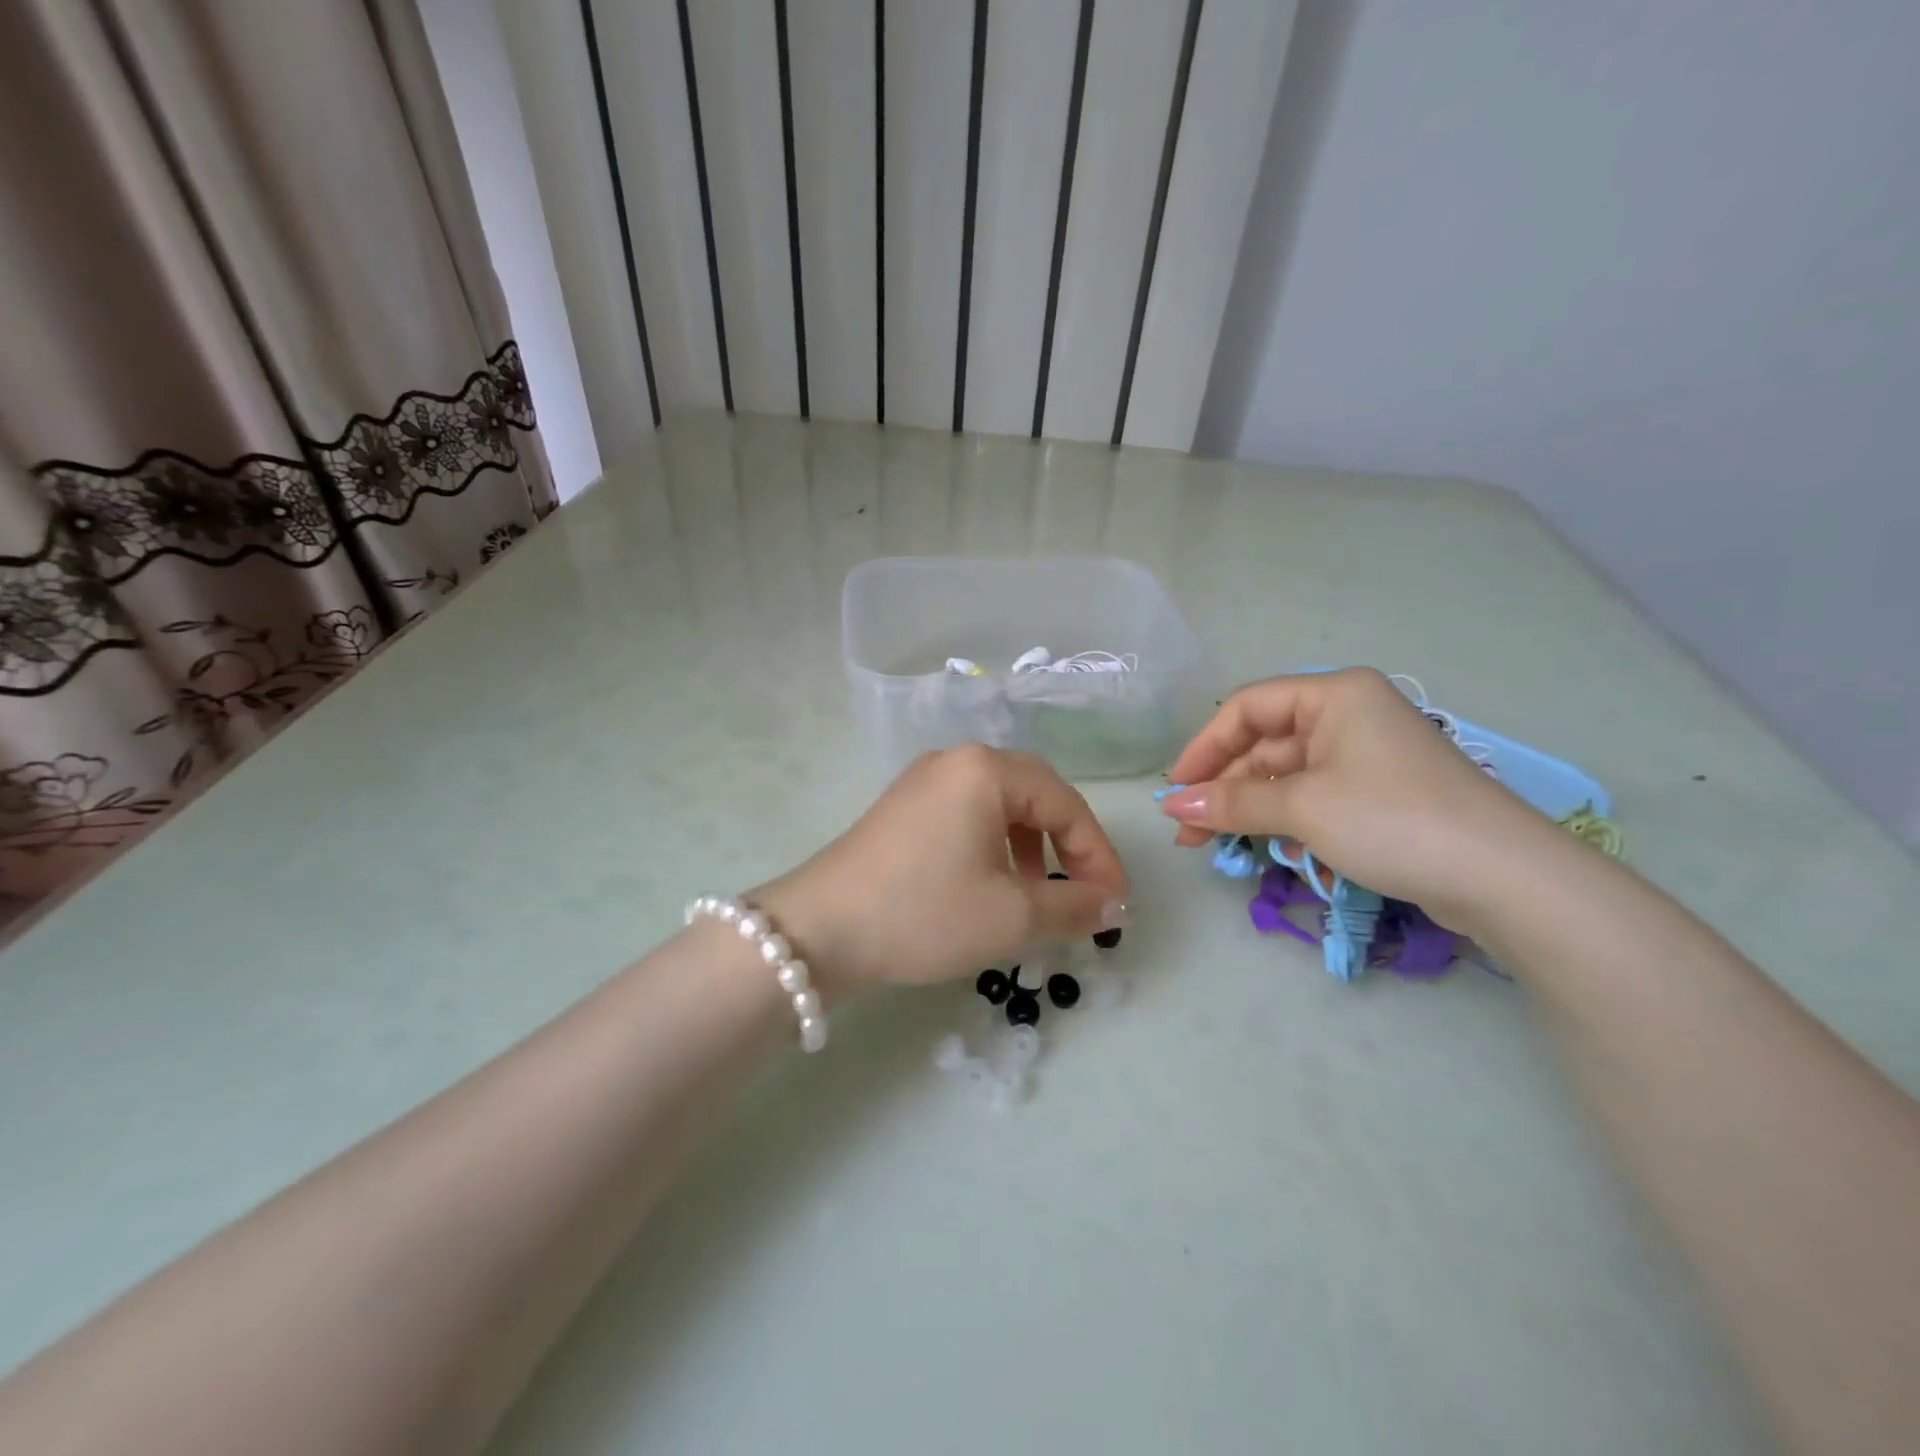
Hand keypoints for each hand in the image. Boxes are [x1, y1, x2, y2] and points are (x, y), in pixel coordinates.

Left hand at [756, 745, 1129, 997]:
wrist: (819, 929)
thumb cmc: (924, 913)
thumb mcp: (1010, 917)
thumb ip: (1074, 907)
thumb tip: (1115, 906)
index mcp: (987, 770)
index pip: (1067, 804)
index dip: (1099, 856)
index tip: (1116, 904)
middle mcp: (956, 761)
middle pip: (1036, 794)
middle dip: (1068, 845)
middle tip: (1084, 892)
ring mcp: (924, 780)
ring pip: (1001, 805)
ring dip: (1032, 845)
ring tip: (1036, 892)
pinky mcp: (904, 806)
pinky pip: (968, 814)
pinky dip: (994, 844)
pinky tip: (990, 882)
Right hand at [1158, 668, 1558, 930]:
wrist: (1505, 879)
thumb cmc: (1392, 820)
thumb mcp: (1302, 807)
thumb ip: (1232, 803)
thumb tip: (1172, 807)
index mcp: (1335, 696)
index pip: (1247, 708)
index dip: (1204, 748)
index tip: (1175, 792)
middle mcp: (1350, 716)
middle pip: (1265, 743)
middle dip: (1224, 788)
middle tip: (1189, 833)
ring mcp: (1367, 756)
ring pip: (1288, 775)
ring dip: (1252, 808)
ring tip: (1221, 848)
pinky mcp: (1380, 795)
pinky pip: (1316, 797)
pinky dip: (1288, 820)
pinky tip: (1275, 849)